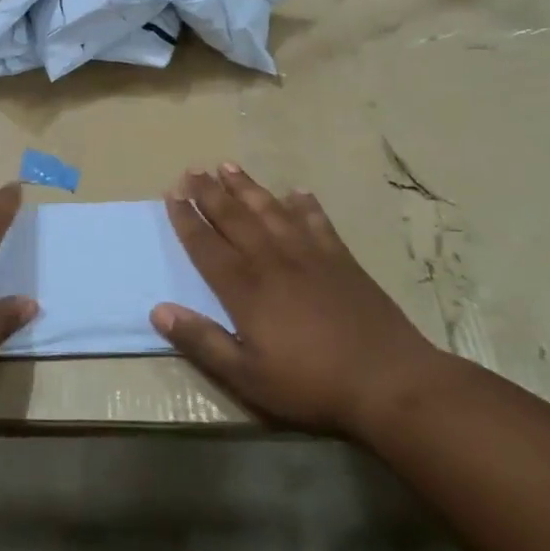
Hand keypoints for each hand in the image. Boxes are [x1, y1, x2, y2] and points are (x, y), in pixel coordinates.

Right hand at [152, 164, 442, 435]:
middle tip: (192, 169)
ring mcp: (310, 256)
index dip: (186, 219)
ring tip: (228, 166)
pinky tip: (296, 192)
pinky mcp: (342, 260)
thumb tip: (158, 310)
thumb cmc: (312, 384)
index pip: (207, 245)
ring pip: (271, 211)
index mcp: (246, 289)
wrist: (390, 381)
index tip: (172, 194)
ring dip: (247, 188)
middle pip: (235, 218)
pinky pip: (317, 222)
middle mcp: (273, 261)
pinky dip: (305, 205)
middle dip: (210, 193)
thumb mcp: (247, 376)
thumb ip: (202, 342)